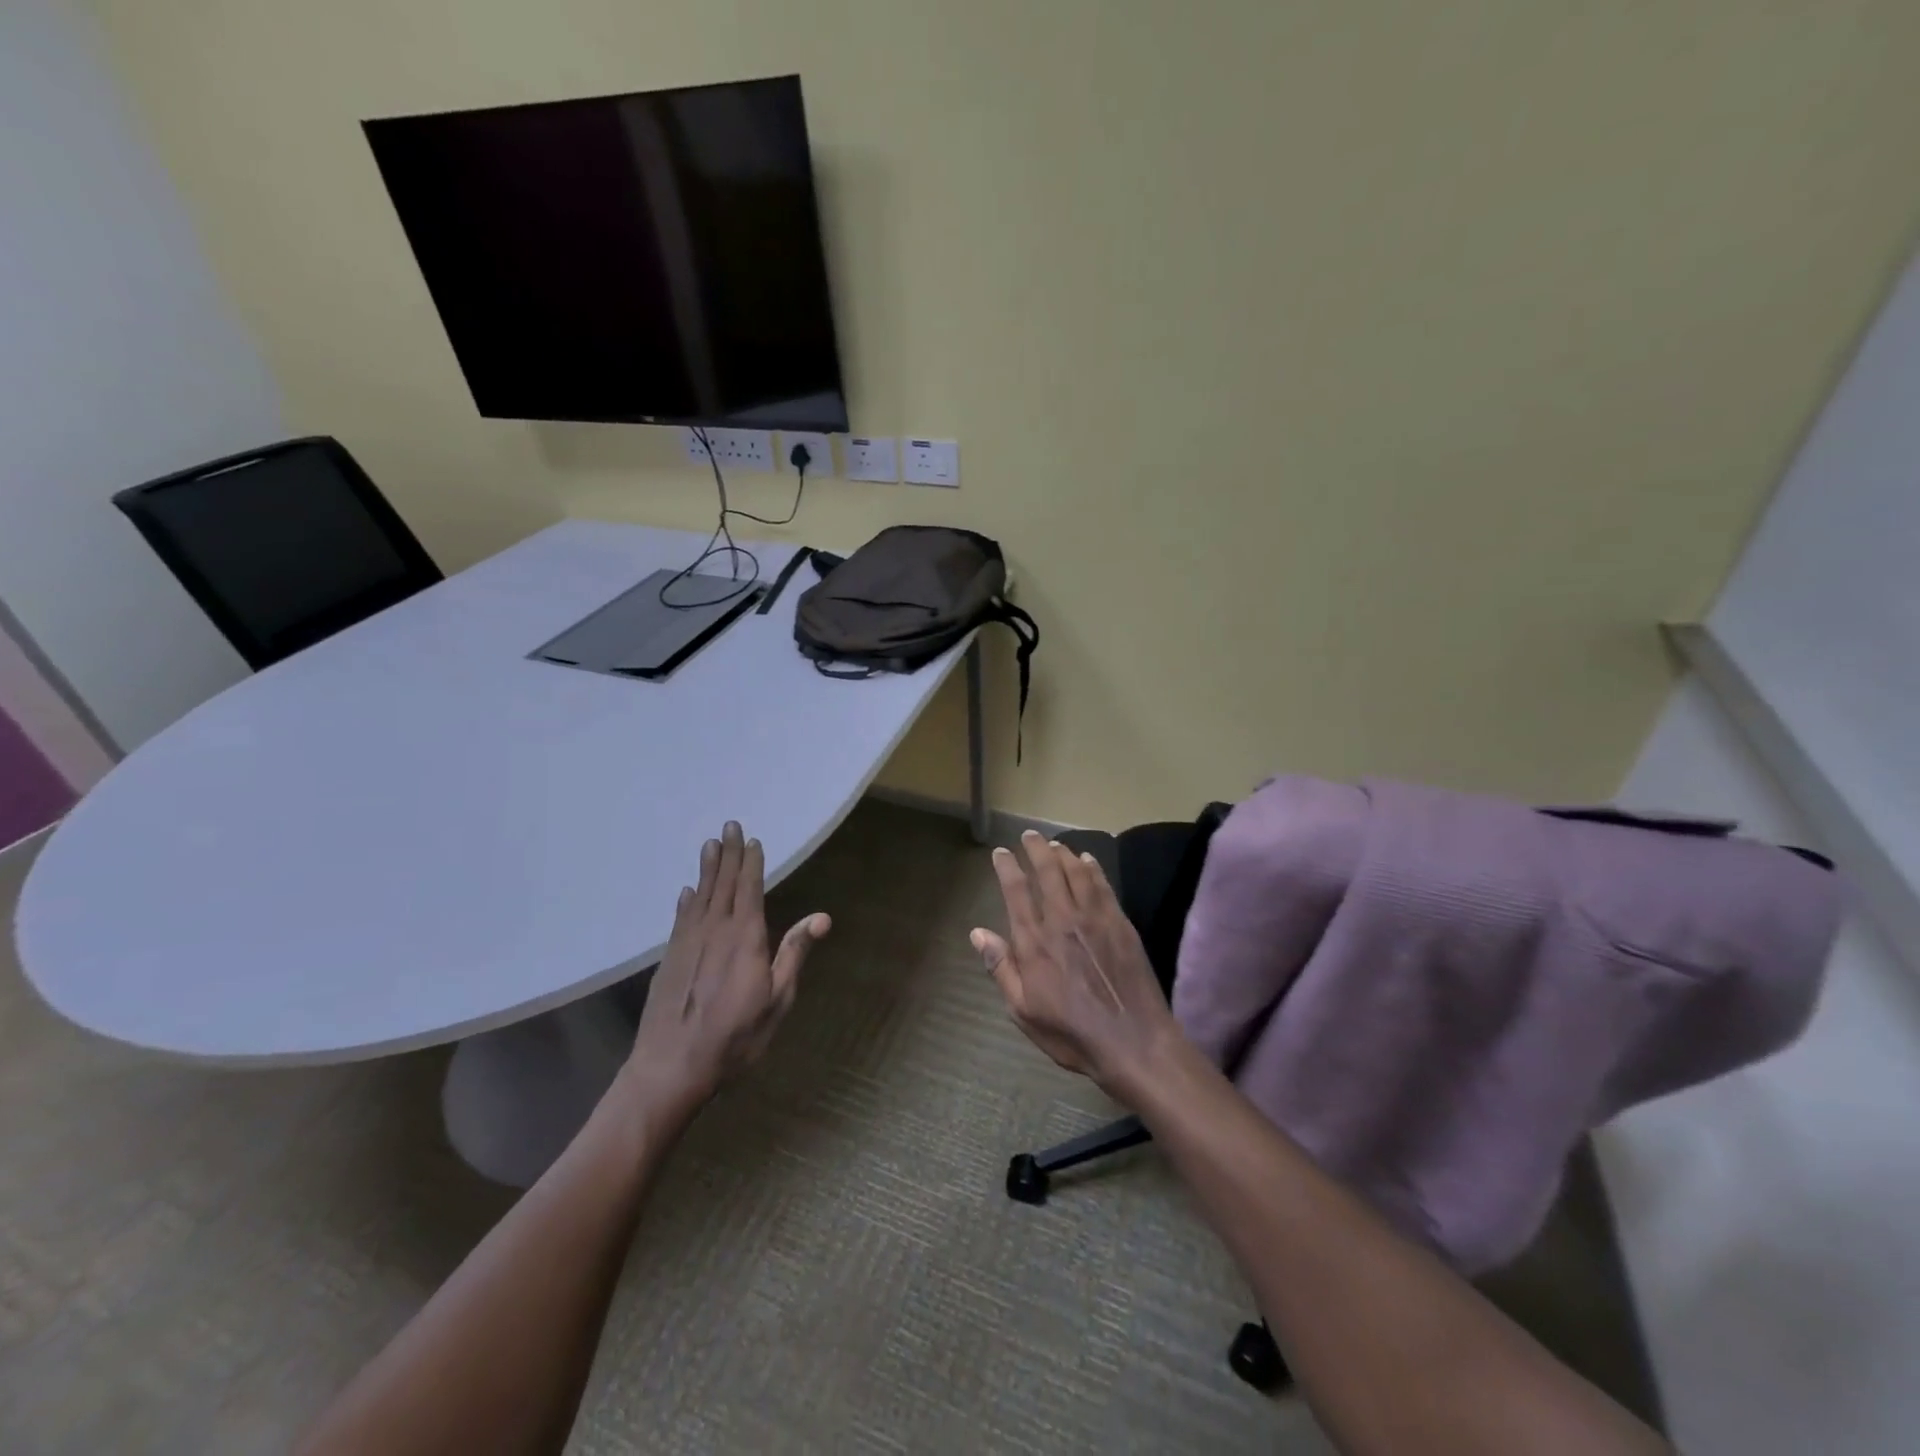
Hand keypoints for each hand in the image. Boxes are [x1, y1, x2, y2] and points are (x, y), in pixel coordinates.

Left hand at [625, 822, 829, 1111]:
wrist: (671, 1067)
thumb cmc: (735, 1037)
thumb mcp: (777, 1000)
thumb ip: (794, 954)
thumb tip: (822, 917)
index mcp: (745, 938)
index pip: (750, 889)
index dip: (751, 863)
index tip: (751, 839)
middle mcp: (715, 931)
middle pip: (724, 884)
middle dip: (728, 854)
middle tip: (728, 825)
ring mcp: (688, 943)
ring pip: (700, 896)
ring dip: (706, 869)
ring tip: (709, 845)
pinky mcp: (669, 959)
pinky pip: (680, 919)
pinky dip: (686, 901)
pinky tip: (686, 891)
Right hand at [972, 830, 1184, 1102]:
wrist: (1133, 1041)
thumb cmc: (1072, 1033)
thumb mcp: (1024, 1010)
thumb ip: (1001, 968)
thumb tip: (977, 933)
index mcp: (1034, 941)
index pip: (1015, 891)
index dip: (1007, 867)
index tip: (1000, 853)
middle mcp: (1062, 920)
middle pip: (1047, 871)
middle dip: (1036, 849)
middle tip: (1029, 836)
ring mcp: (1095, 918)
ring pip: (1076, 872)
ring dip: (1063, 853)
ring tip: (1055, 844)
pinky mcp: (1120, 923)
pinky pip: (1103, 885)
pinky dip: (1093, 868)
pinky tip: (1088, 860)